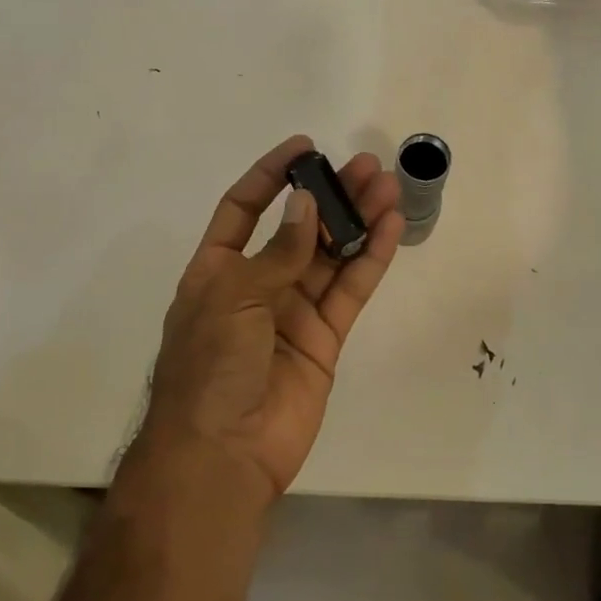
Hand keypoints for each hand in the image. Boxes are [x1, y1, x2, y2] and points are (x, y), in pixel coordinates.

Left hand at [141, 135, 402, 501]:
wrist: (223, 452)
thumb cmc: (210, 366)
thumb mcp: (233, 297)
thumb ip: (276, 253)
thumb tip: (305, 205)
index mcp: (217, 270)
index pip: (243, 210)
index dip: (270, 176)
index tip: (304, 148)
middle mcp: (256, 286)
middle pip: (298, 228)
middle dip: (330, 195)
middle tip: (365, 165)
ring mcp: (293, 312)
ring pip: (331, 255)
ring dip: (357, 220)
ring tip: (387, 185)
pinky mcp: (325, 338)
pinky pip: (350, 290)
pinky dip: (369, 259)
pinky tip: (390, 227)